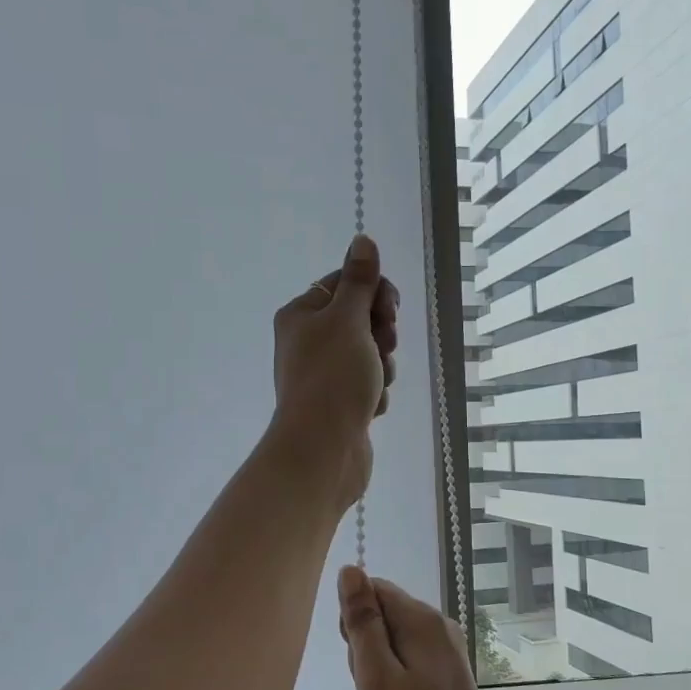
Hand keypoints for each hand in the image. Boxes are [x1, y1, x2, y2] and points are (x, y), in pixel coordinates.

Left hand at [270, 235, 398, 511]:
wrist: (322, 450)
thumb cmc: (333, 377)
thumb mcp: (348, 319)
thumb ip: (360, 281)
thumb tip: (362, 239)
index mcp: (301, 314)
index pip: (344, 284)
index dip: (373, 293)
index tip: (388, 309)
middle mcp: (308, 341)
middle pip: (360, 320)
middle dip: (381, 334)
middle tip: (381, 347)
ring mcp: (323, 375)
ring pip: (370, 355)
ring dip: (381, 367)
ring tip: (373, 385)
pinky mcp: (338, 404)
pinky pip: (368, 386)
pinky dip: (375, 394)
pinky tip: (369, 408)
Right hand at [338, 567, 509, 689]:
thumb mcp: (376, 678)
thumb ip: (363, 622)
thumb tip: (351, 569)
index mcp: (423, 621)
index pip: (374, 589)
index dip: (355, 621)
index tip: (357, 662)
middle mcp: (440, 627)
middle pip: (384, 614)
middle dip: (366, 647)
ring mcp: (448, 653)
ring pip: (393, 642)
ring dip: (378, 669)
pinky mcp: (448, 677)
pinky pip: (408, 662)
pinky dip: (394, 683)